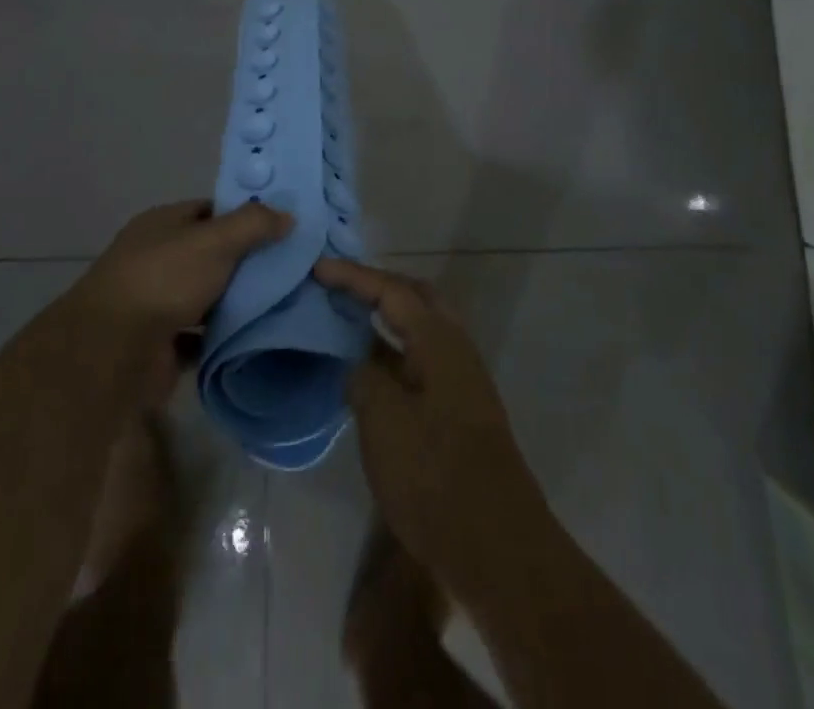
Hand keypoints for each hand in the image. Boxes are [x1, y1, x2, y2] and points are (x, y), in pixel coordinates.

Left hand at [74, 199, 289, 341]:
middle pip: (208, 255)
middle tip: (288, 268)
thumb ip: (253, 224)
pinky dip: (221, 337)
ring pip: (205, 296)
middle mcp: (155, 259)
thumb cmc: (164, 280)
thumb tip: (288, 215)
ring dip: (234, 302)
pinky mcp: (159, 344)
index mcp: (161, 224)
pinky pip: (200, 336)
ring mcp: (155, 303)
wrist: (113, 353)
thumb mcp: (216, 240)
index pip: (208, 211)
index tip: (279, 228)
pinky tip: (254, 336)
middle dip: (244, 262)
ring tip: (281, 302)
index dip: (242, 216)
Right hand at [314, 258, 551, 594]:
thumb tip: (359, 363)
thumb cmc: (434, 475)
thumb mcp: (384, 421)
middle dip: (378, 287)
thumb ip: (365, 377)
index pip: (392, 290)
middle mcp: (456, 348)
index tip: (317, 268)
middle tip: (339, 287)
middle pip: (415, 298)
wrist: (495, 545)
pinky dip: (392, 352)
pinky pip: (420, 360)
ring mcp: (461, 380)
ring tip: (347, 320)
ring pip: (420, 330)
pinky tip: (368, 371)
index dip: (353, 277)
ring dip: (386, 319)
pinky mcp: (458, 410)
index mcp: (439, 339)